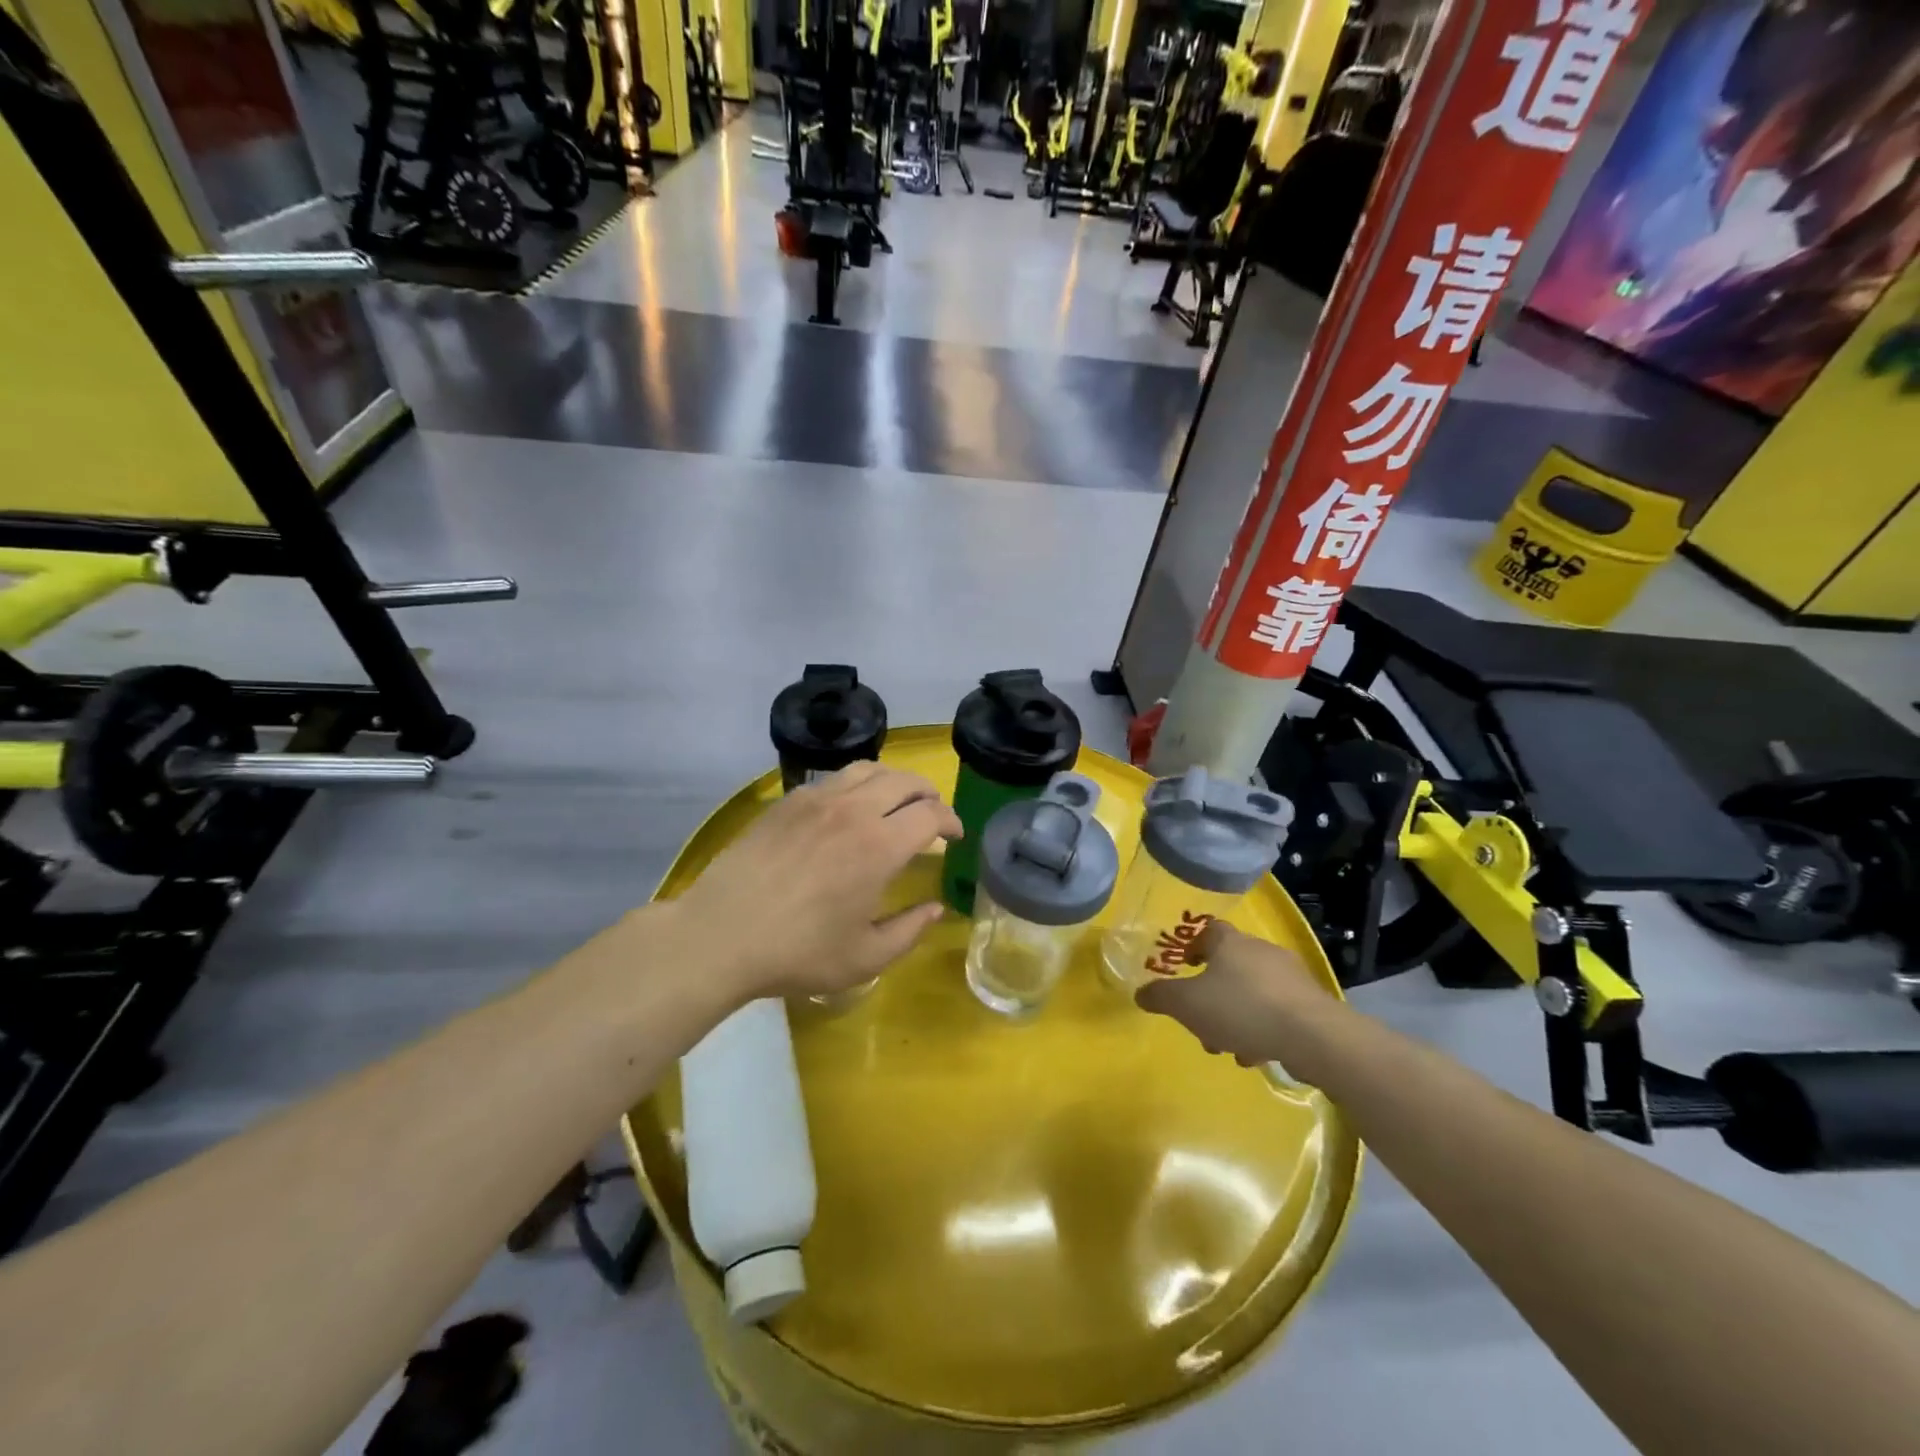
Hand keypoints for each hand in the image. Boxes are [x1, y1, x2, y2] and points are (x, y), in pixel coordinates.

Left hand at [671, 762, 961, 1001]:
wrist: (721, 934)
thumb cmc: (798, 952)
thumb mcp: (865, 957)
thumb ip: (910, 930)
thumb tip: (936, 908)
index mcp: (880, 846)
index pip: (931, 814)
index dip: (950, 821)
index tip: (953, 837)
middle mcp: (854, 810)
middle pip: (905, 781)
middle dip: (929, 795)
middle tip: (932, 815)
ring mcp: (817, 799)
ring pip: (869, 769)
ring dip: (894, 781)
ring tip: (896, 801)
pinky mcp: (788, 801)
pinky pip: (834, 778)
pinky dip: (857, 784)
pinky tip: (850, 807)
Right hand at [1135, 921, 1325, 1065]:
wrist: (1313, 1036)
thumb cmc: (1241, 1008)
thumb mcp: (1187, 1004)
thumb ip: (1161, 997)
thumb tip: (1140, 993)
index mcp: (1230, 943)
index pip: (1209, 930)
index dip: (1194, 947)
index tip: (1187, 968)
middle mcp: (1261, 951)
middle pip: (1230, 966)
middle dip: (1213, 994)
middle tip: (1203, 1020)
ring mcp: (1290, 976)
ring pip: (1253, 992)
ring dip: (1237, 1016)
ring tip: (1230, 1046)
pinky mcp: (1311, 1003)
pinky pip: (1277, 1010)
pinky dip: (1263, 1027)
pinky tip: (1257, 1052)